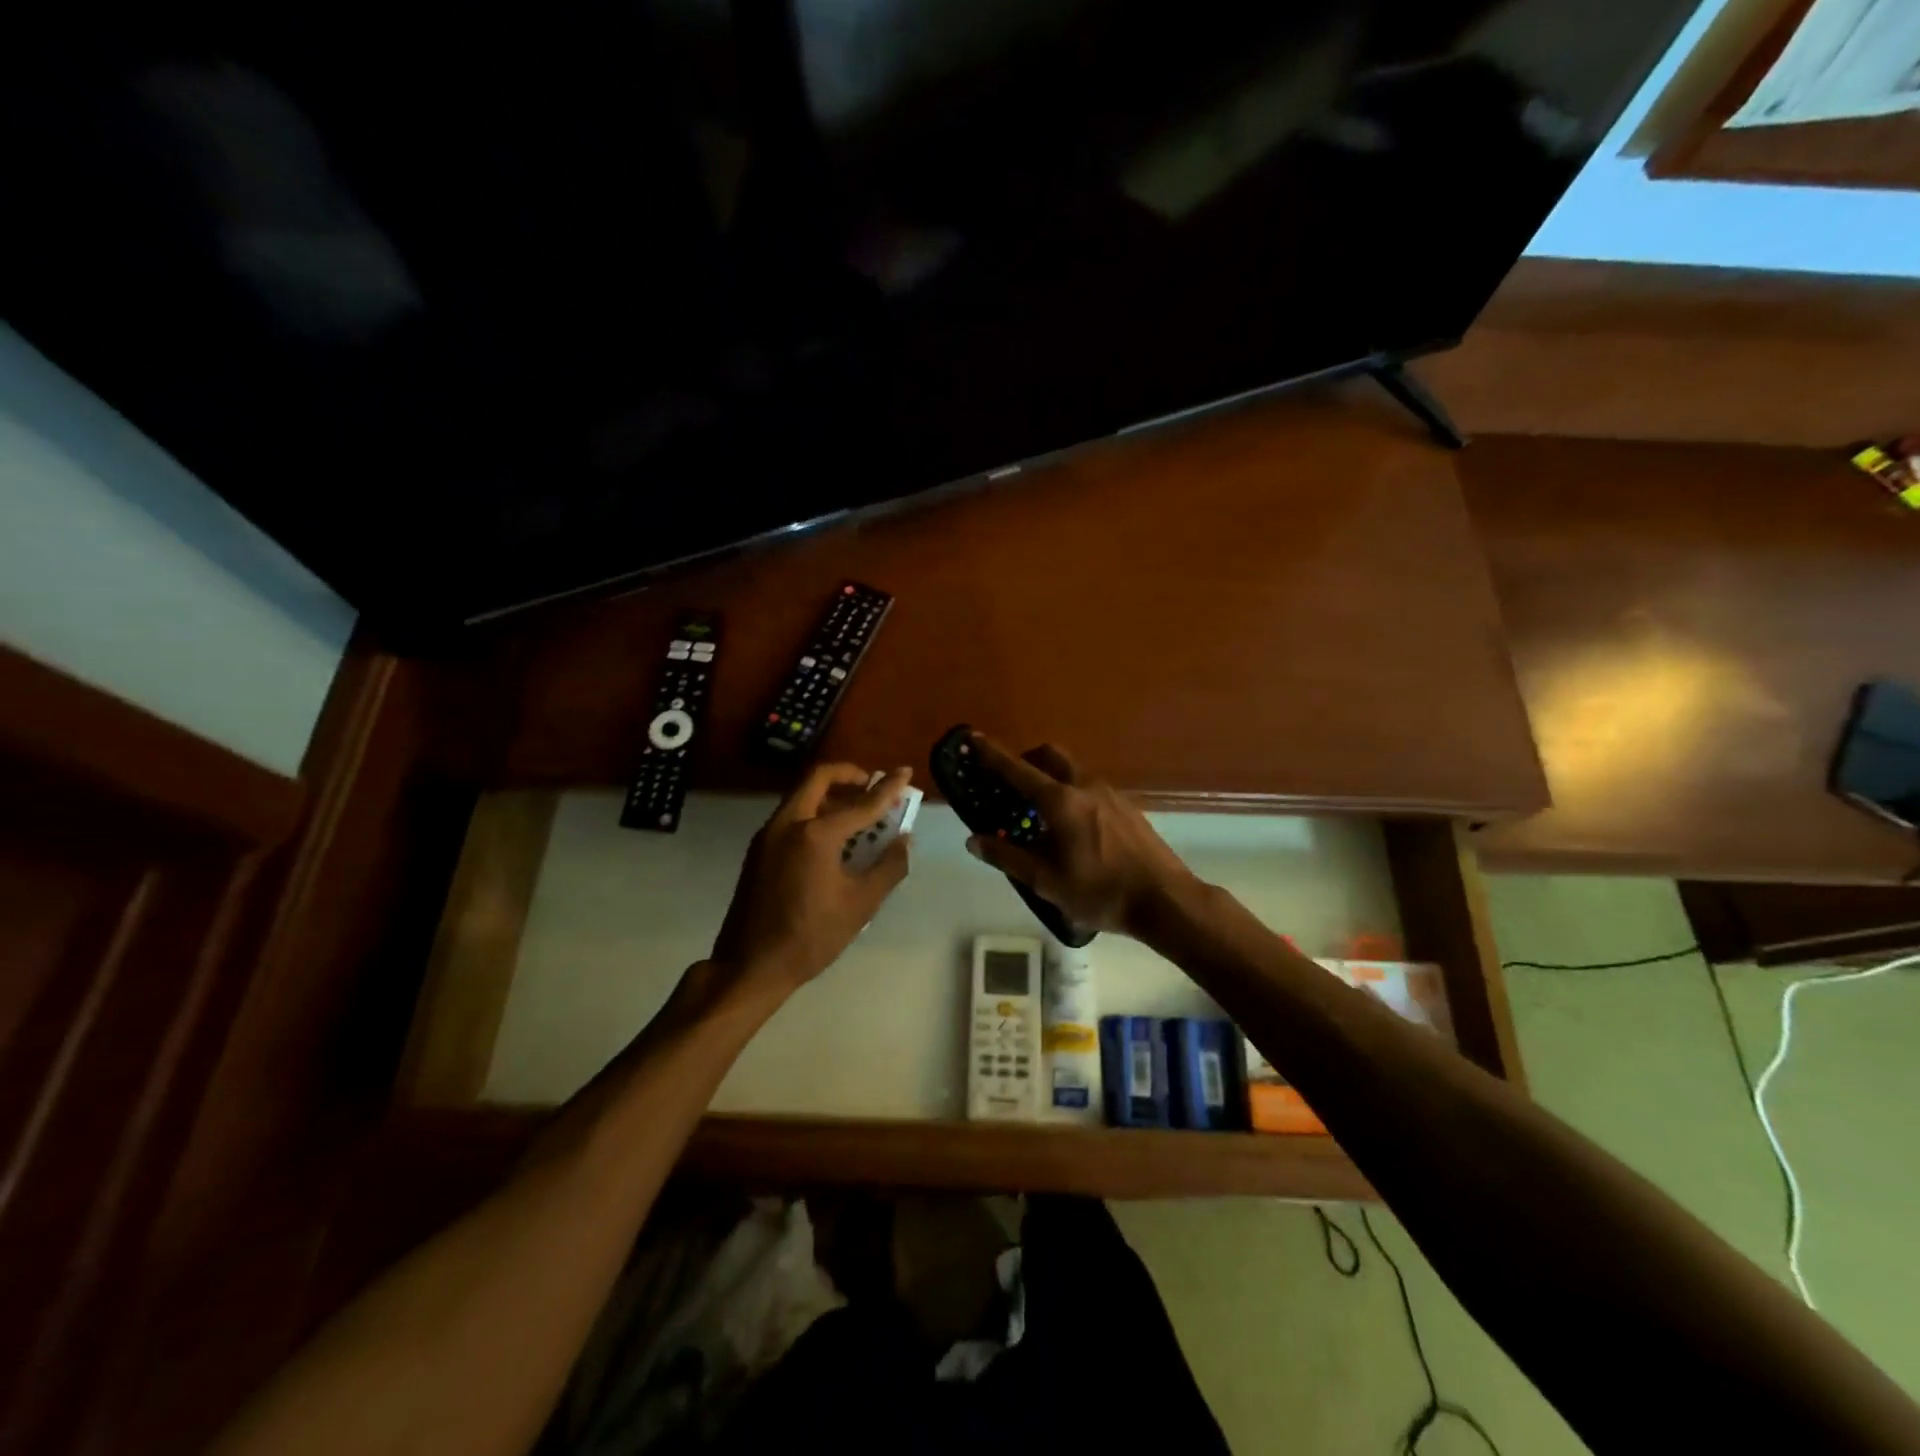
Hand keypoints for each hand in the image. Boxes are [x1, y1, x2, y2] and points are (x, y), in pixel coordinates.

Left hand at [706, 763, 913, 1008]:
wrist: (750, 965)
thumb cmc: (811, 936)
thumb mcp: (861, 904)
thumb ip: (888, 866)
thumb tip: (904, 839)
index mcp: (815, 834)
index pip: (861, 803)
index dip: (888, 788)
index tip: (905, 771)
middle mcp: (788, 823)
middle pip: (819, 778)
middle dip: (849, 775)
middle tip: (871, 785)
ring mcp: (768, 835)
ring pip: (802, 795)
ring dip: (831, 794)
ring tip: (857, 813)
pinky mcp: (759, 849)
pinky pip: (791, 815)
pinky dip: (814, 812)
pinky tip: (832, 838)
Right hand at [963, 734, 1195, 937]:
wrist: (1165, 899)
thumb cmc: (1100, 892)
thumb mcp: (1046, 882)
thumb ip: (1007, 857)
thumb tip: (974, 840)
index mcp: (1060, 802)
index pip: (1017, 770)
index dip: (992, 755)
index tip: (973, 739)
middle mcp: (1084, 786)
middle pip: (1050, 755)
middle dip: (1026, 759)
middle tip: (1011, 784)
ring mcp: (1110, 794)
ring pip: (1072, 770)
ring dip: (1050, 776)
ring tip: (1040, 811)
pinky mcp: (1127, 806)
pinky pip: (1090, 786)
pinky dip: (1071, 792)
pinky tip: (1073, 827)